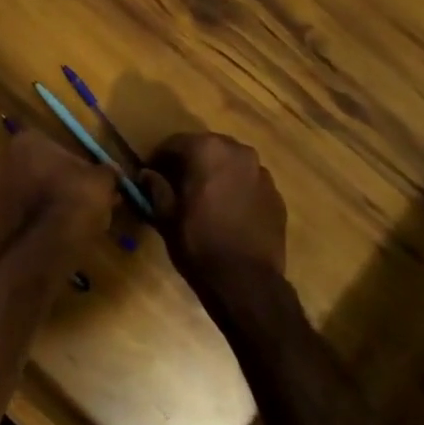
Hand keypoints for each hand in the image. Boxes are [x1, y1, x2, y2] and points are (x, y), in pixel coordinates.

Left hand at [0, 129, 115, 244]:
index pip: (55, 146)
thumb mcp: (101, 181)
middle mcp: (5, 161)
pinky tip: (61, 234)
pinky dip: (41, 221)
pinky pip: (26, 215)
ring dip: (52, 203)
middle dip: (63, 183)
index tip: (92, 180)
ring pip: (32, 193)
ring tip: (79, 220)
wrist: (45, 245)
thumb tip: (113, 171)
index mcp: (26, 141)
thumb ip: (106, 172)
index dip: (76, 165)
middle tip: (87, 200)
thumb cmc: (74, 198)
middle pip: (40, 169)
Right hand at [141, 132, 287, 289]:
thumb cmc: (199, 242)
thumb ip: (156, 188)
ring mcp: (262, 173)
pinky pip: (249, 182)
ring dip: (216, 173)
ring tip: (204, 196)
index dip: (160, 157)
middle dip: (191, 161)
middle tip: (176, 182)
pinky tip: (227, 211)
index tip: (151, 173)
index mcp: (208, 150)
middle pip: (207, 147)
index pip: (176, 142)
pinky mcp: (276, 196)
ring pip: (231, 163)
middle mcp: (238, 152)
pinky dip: (236, 188)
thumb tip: (147, 174)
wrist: (247, 282)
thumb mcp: (167, 215)